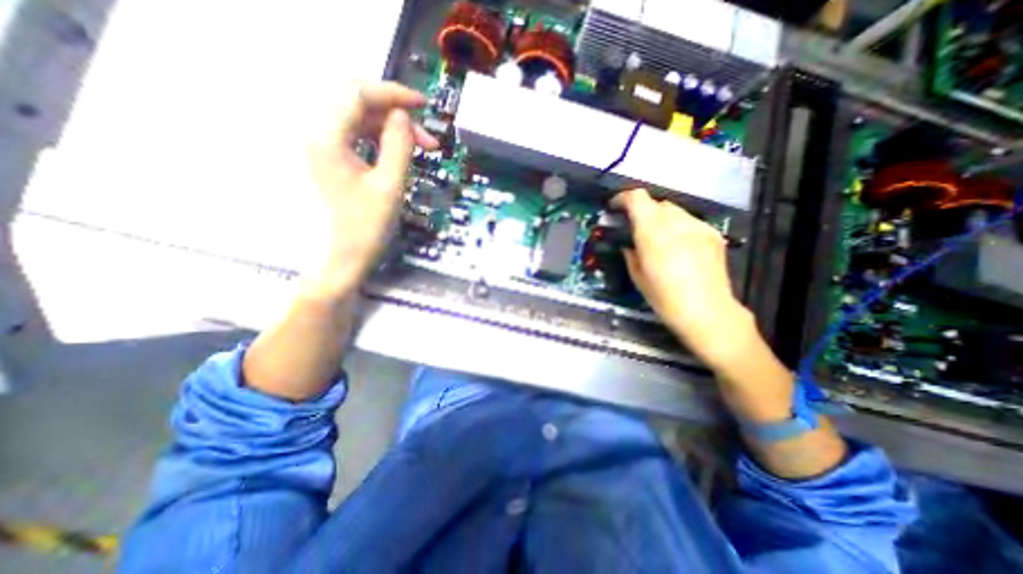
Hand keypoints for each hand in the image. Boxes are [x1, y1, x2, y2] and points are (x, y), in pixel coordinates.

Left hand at [304, 83, 436, 300]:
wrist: (338, 261)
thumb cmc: (364, 229)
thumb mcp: (390, 186)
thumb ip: (399, 146)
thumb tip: (403, 117)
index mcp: (327, 137)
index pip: (358, 93)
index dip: (393, 94)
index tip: (423, 105)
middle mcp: (316, 134)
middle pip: (357, 104)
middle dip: (395, 114)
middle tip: (426, 138)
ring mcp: (319, 148)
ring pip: (358, 121)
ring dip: (389, 129)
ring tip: (418, 148)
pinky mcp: (326, 160)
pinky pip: (354, 137)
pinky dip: (378, 140)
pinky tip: (397, 154)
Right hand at [605, 188, 757, 368]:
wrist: (706, 311)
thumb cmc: (664, 297)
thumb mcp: (637, 276)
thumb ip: (630, 253)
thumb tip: (628, 244)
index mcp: (652, 232)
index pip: (637, 198)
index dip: (623, 198)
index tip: (615, 207)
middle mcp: (676, 222)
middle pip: (656, 203)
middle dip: (643, 212)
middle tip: (637, 229)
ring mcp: (697, 226)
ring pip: (674, 211)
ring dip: (661, 219)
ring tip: (659, 239)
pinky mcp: (712, 234)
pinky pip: (690, 222)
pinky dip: (679, 228)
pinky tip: (679, 247)